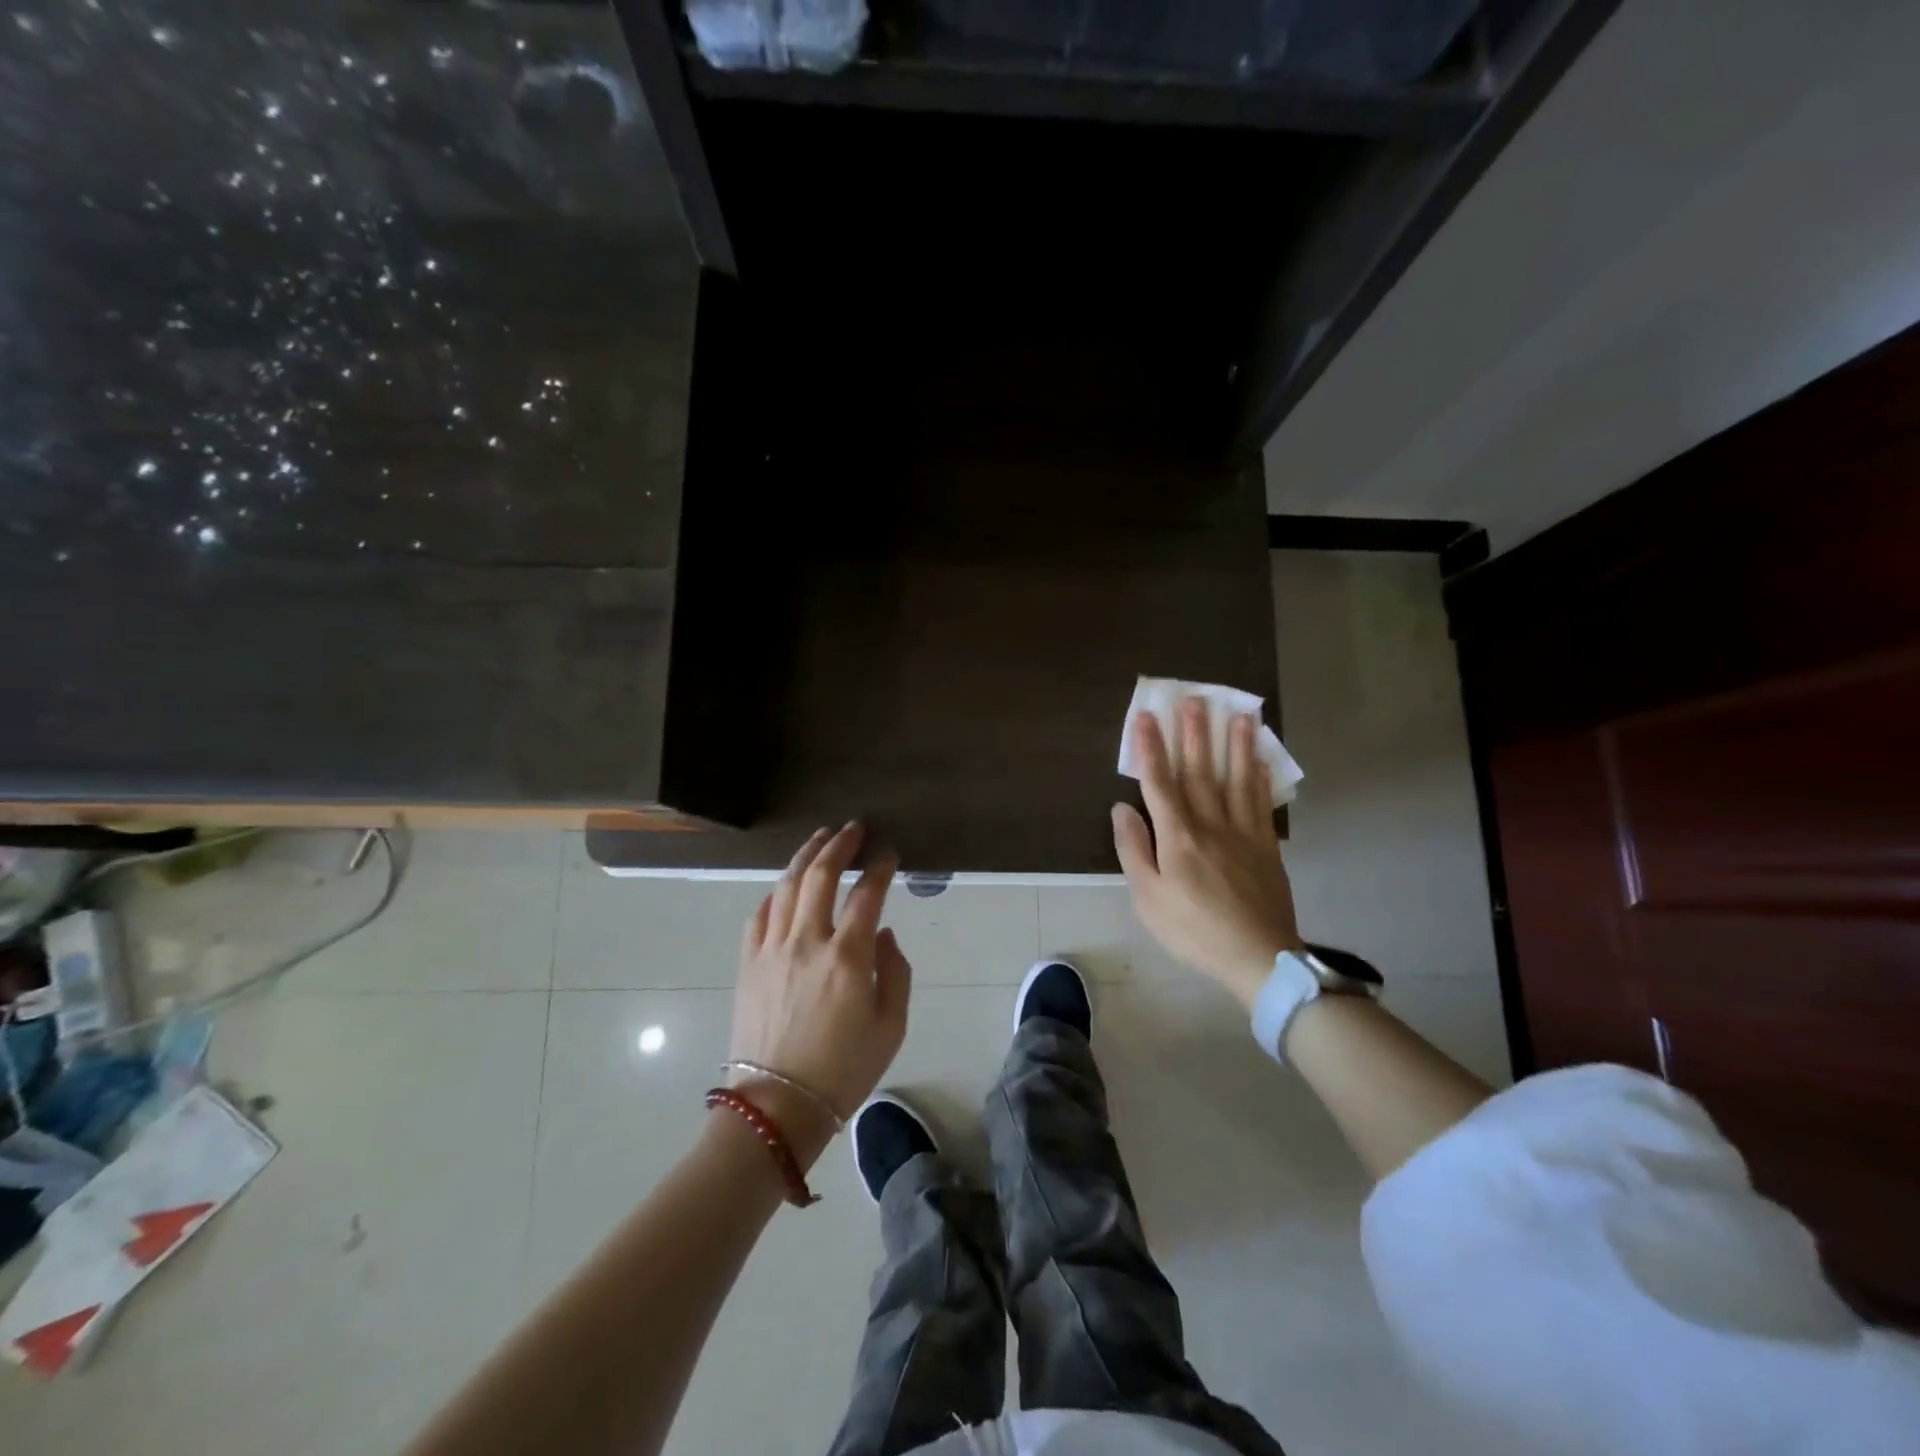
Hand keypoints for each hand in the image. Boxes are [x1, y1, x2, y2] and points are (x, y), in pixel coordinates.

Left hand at [729, 823, 911, 1166]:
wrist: (778, 1107)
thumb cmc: (843, 1070)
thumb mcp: (891, 1026)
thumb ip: (896, 971)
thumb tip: (883, 933)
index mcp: (848, 958)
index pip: (867, 894)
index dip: (880, 868)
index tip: (889, 854)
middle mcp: (807, 942)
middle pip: (820, 876)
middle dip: (839, 844)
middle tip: (853, 828)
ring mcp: (771, 950)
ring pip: (786, 886)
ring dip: (805, 856)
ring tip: (820, 839)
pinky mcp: (748, 964)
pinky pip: (759, 914)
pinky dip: (775, 892)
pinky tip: (785, 886)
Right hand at [1111, 701, 1303, 1007]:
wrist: (1257, 957)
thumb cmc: (1192, 930)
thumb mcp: (1147, 898)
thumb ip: (1133, 849)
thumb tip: (1121, 808)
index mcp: (1177, 836)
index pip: (1159, 783)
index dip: (1151, 749)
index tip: (1146, 717)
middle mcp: (1210, 824)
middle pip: (1200, 771)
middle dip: (1195, 733)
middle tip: (1194, 698)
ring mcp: (1243, 832)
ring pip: (1236, 779)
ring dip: (1235, 743)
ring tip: (1238, 713)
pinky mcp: (1266, 845)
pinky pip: (1261, 802)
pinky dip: (1259, 776)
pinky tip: (1260, 758)